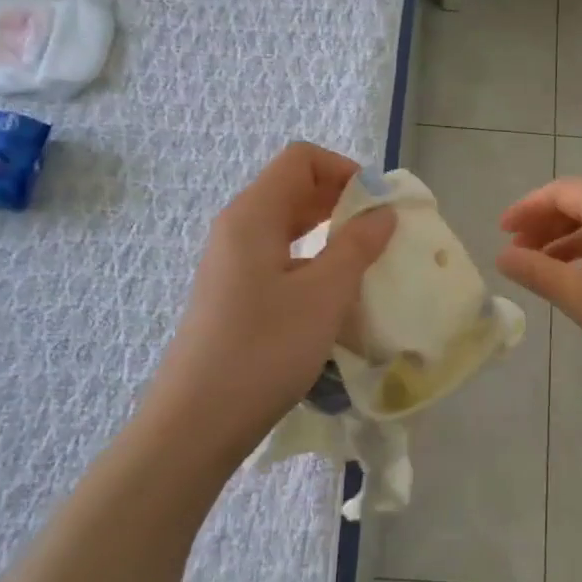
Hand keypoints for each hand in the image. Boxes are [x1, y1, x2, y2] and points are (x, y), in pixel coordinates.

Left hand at [150, 143, 394, 452]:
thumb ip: (357, 246)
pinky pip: (280, 258)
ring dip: (330, 233)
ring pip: (288, 226)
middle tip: (383, 232)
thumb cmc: (264, 349)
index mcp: (253, 214)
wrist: (198, 421)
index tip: (380, 204)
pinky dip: (313, 261)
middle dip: (342, 200)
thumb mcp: (324, 295)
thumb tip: (383, 212)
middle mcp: (237, 229)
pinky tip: (335, 295)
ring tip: (366, 261)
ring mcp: (232, 263)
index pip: (301, 160)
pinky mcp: (234, 294)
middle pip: (294, 189)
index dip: (345, 170)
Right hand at [497, 177, 581, 394]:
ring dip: (564, 241)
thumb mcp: (578, 294)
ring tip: (540, 268)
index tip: (501, 231)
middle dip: (543, 223)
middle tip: (516, 251)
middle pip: (580, 204)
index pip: (561, 191)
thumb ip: (536, 272)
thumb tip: (502, 256)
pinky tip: (577, 280)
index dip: (527, 207)